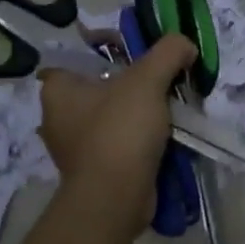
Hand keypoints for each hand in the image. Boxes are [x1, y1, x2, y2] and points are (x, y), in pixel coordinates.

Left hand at [39, 35, 195, 234]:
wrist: (115, 199)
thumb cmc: (120, 131)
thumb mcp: (147, 79)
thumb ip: (168, 52)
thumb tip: (186, 45)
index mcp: (58, 89)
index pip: (82, 54)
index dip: (112, 46)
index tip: (142, 50)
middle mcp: (60, 115)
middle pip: (104, 83)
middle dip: (136, 81)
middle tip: (164, 76)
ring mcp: (77, 145)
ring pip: (115, 113)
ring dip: (142, 110)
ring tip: (171, 104)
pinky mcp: (96, 168)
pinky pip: (122, 140)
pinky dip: (142, 136)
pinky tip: (166, 132)